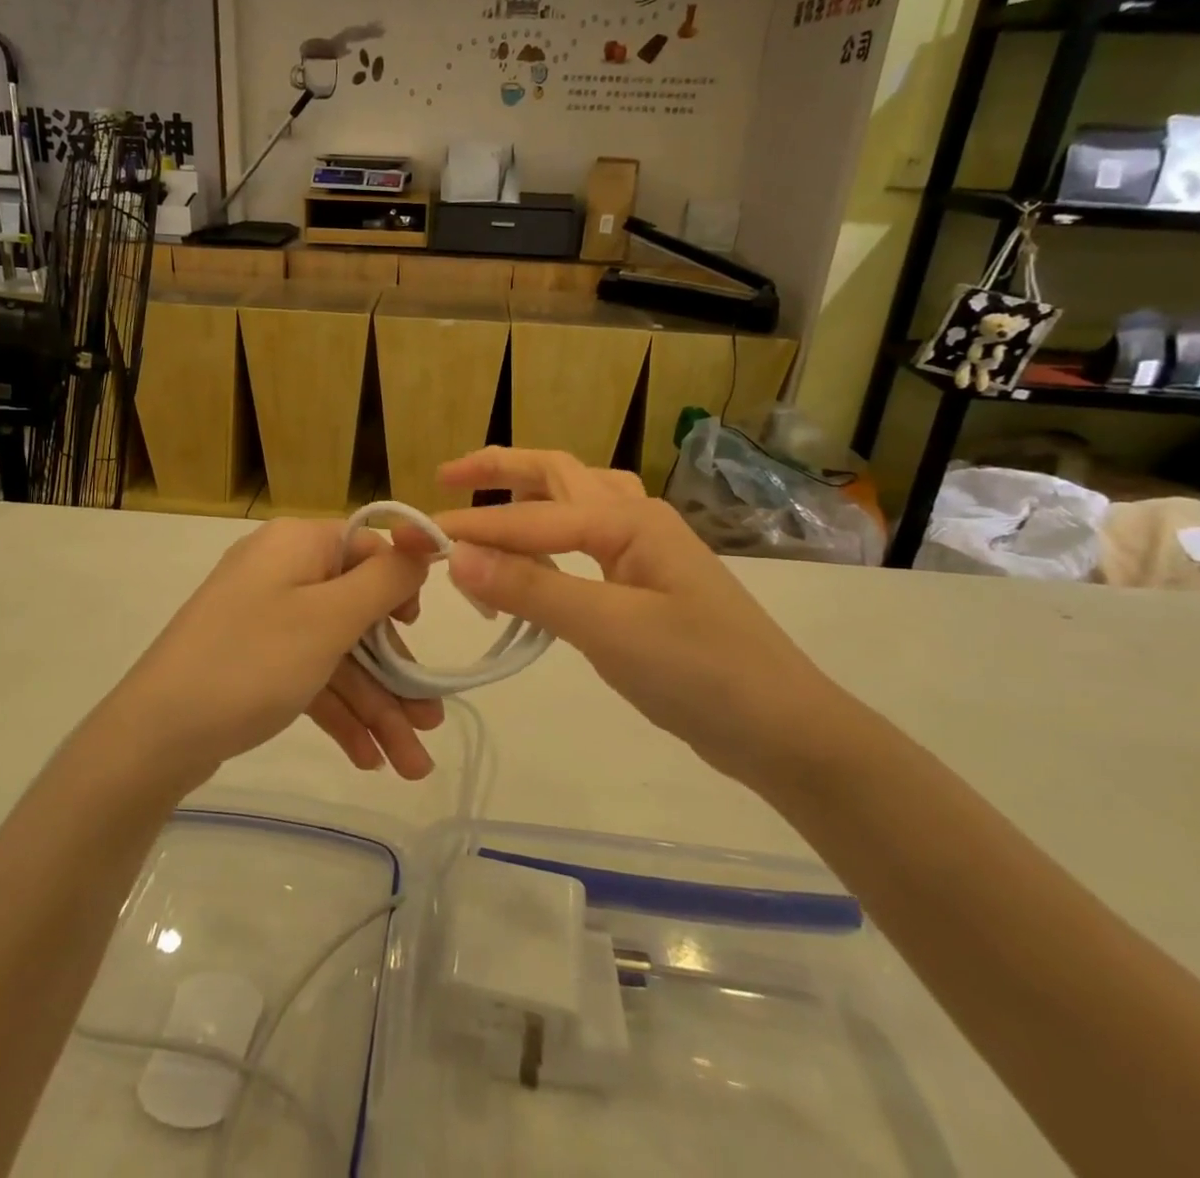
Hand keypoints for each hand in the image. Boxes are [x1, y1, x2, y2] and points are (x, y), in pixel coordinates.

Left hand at [104, 520, 437, 785]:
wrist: (154, 736)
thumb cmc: (252, 662)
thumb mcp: (329, 618)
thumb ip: (385, 580)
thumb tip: (422, 543)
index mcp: (298, 545)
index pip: (367, 549)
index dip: (400, 588)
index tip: (420, 632)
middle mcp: (282, 573)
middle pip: (357, 614)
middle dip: (396, 674)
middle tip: (431, 724)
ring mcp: (266, 620)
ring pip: (338, 656)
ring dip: (376, 707)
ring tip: (410, 766)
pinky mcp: (255, 661)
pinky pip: (310, 677)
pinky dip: (339, 713)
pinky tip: (368, 759)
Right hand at [433, 449, 847, 787]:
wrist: (784, 730)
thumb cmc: (702, 673)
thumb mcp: (611, 629)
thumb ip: (533, 589)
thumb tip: (457, 557)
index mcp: (628, 520)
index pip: (531, 518)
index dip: (472, 528)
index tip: (415, 537)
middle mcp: (635, 520)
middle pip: (557, 475)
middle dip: (500, 469)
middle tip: (445, 475)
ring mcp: (643, 552)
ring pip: (574, 502)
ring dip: (526, 494)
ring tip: (485, 504)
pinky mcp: (643, 585)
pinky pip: (584, 543)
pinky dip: (547, 538)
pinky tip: (533, 559)